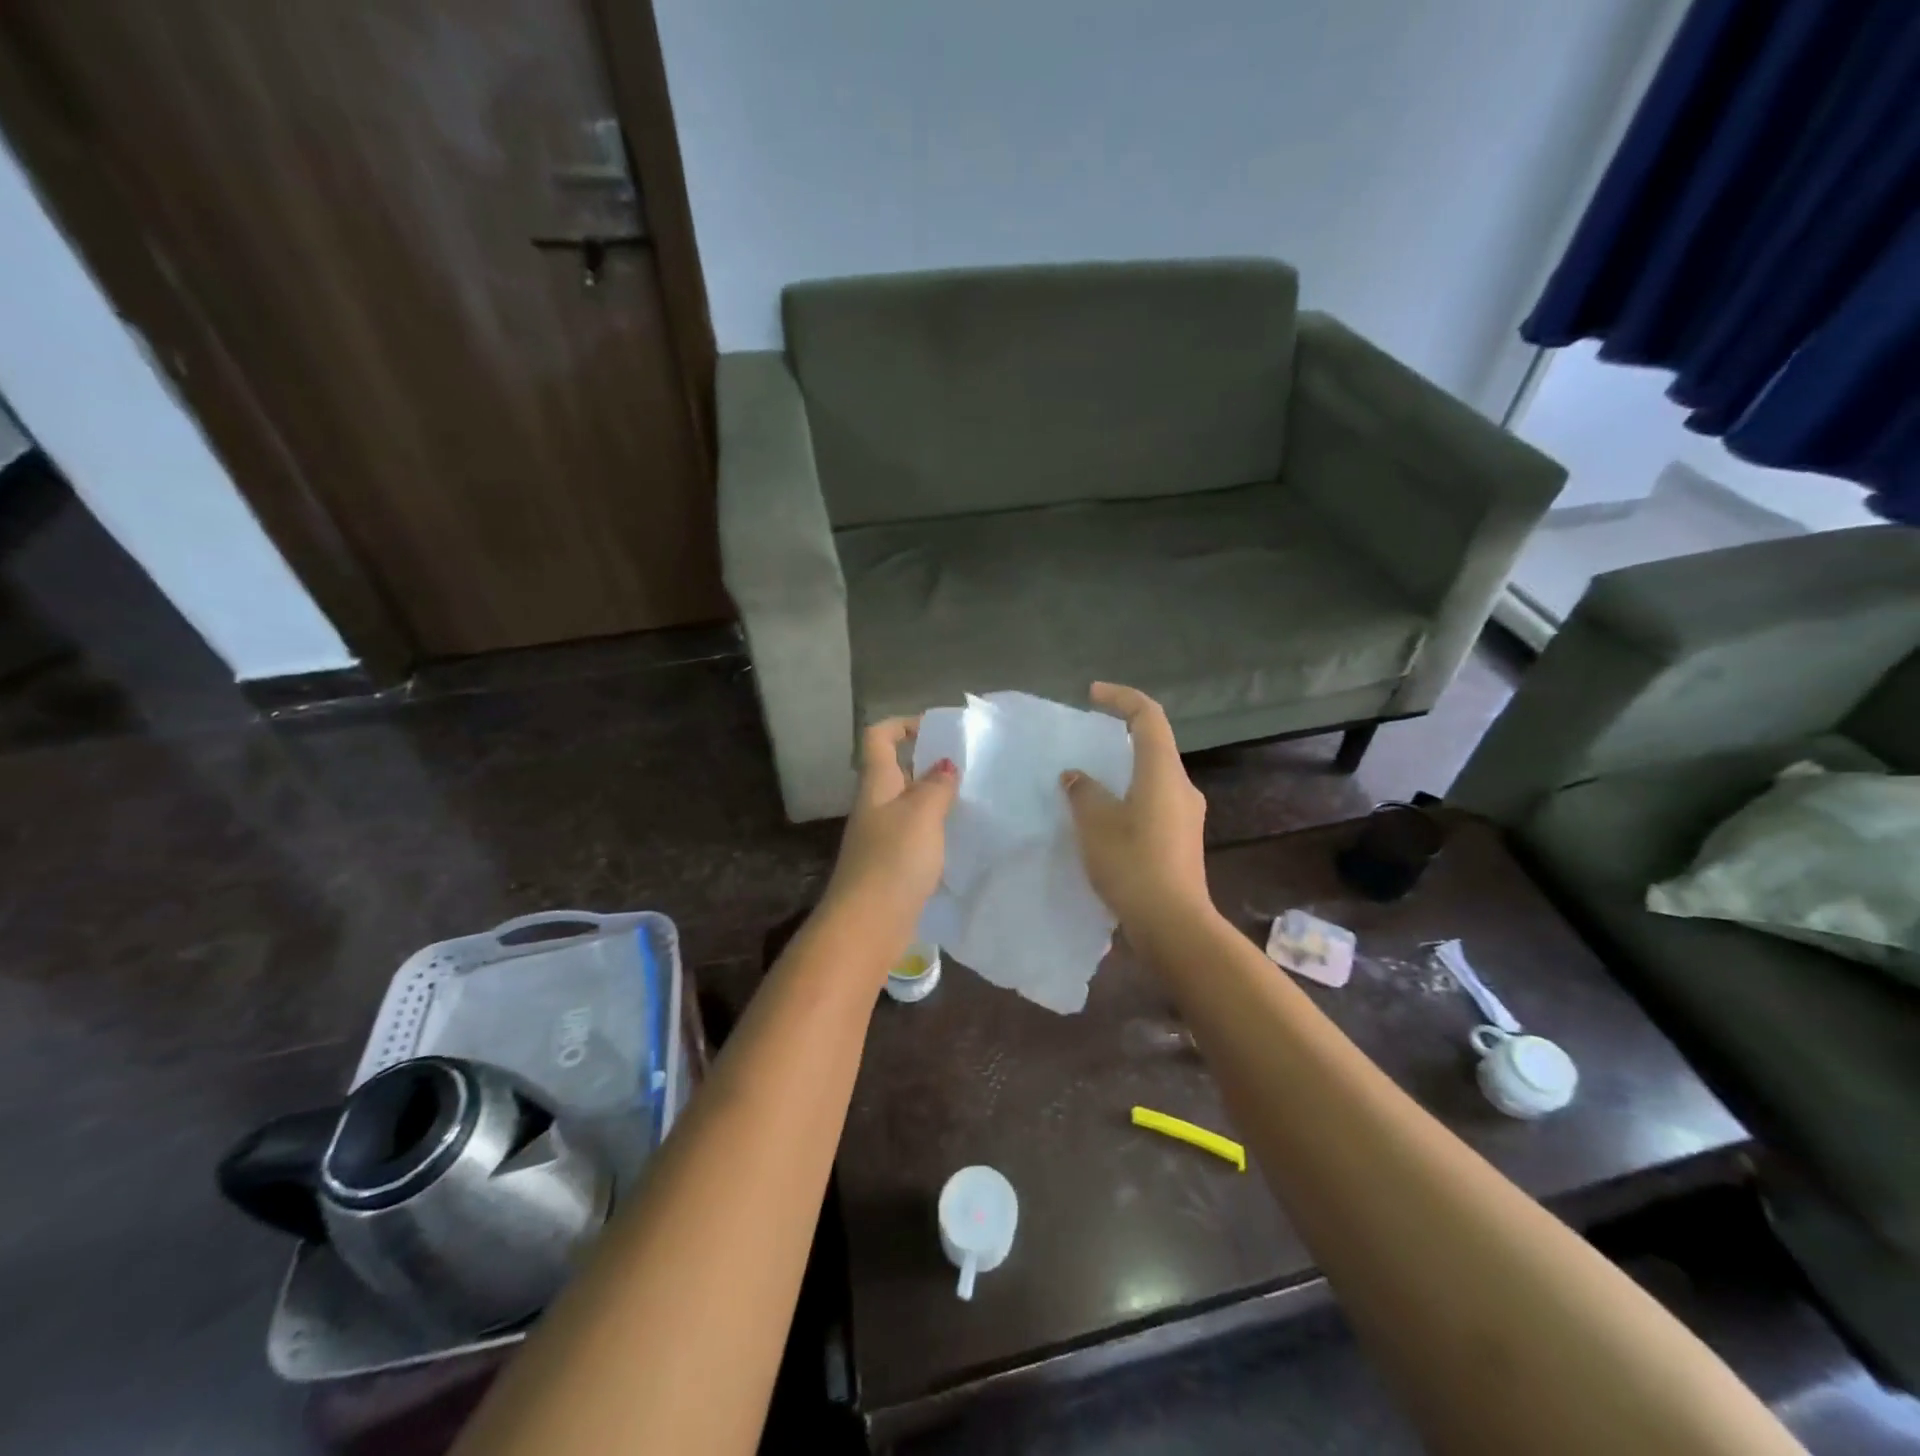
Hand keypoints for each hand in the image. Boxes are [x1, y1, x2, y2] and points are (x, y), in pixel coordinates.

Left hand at [822, 717, 959, 937]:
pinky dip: (935, 830)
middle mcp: (875, 805)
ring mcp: (881, 837)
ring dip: (936, 798)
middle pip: (897, 770)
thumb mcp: (922, 814)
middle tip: (968, 766)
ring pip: (909, 804)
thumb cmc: (893, 860)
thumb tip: (945, 765)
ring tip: (971, 799)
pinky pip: (915, 835)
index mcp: (877, 784)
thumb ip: (937, 786)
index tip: (937, 730)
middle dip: (929, 763)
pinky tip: (959, 838)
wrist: (868, 924)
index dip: (902, 724)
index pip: (878, 737)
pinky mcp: (891, 865)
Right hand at [1061, 683, 1210, 929]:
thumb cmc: (1133, 864)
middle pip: (1153, 745)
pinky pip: (1153, 803)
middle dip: (1119, 737)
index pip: (1148, 715)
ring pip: (1152, 778)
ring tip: (1088, 786)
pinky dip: (1128, 798)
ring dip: (1122, 773)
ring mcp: (1186, 815)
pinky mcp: (1182, 840)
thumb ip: (1083, 791)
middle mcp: (1181, 786)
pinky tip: (1104, 821)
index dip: (1121, 697)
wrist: (1173, 925)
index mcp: (1163, 772)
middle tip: (1085, 745)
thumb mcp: (1095, 823)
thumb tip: (1076, 776)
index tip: (1092, 694)